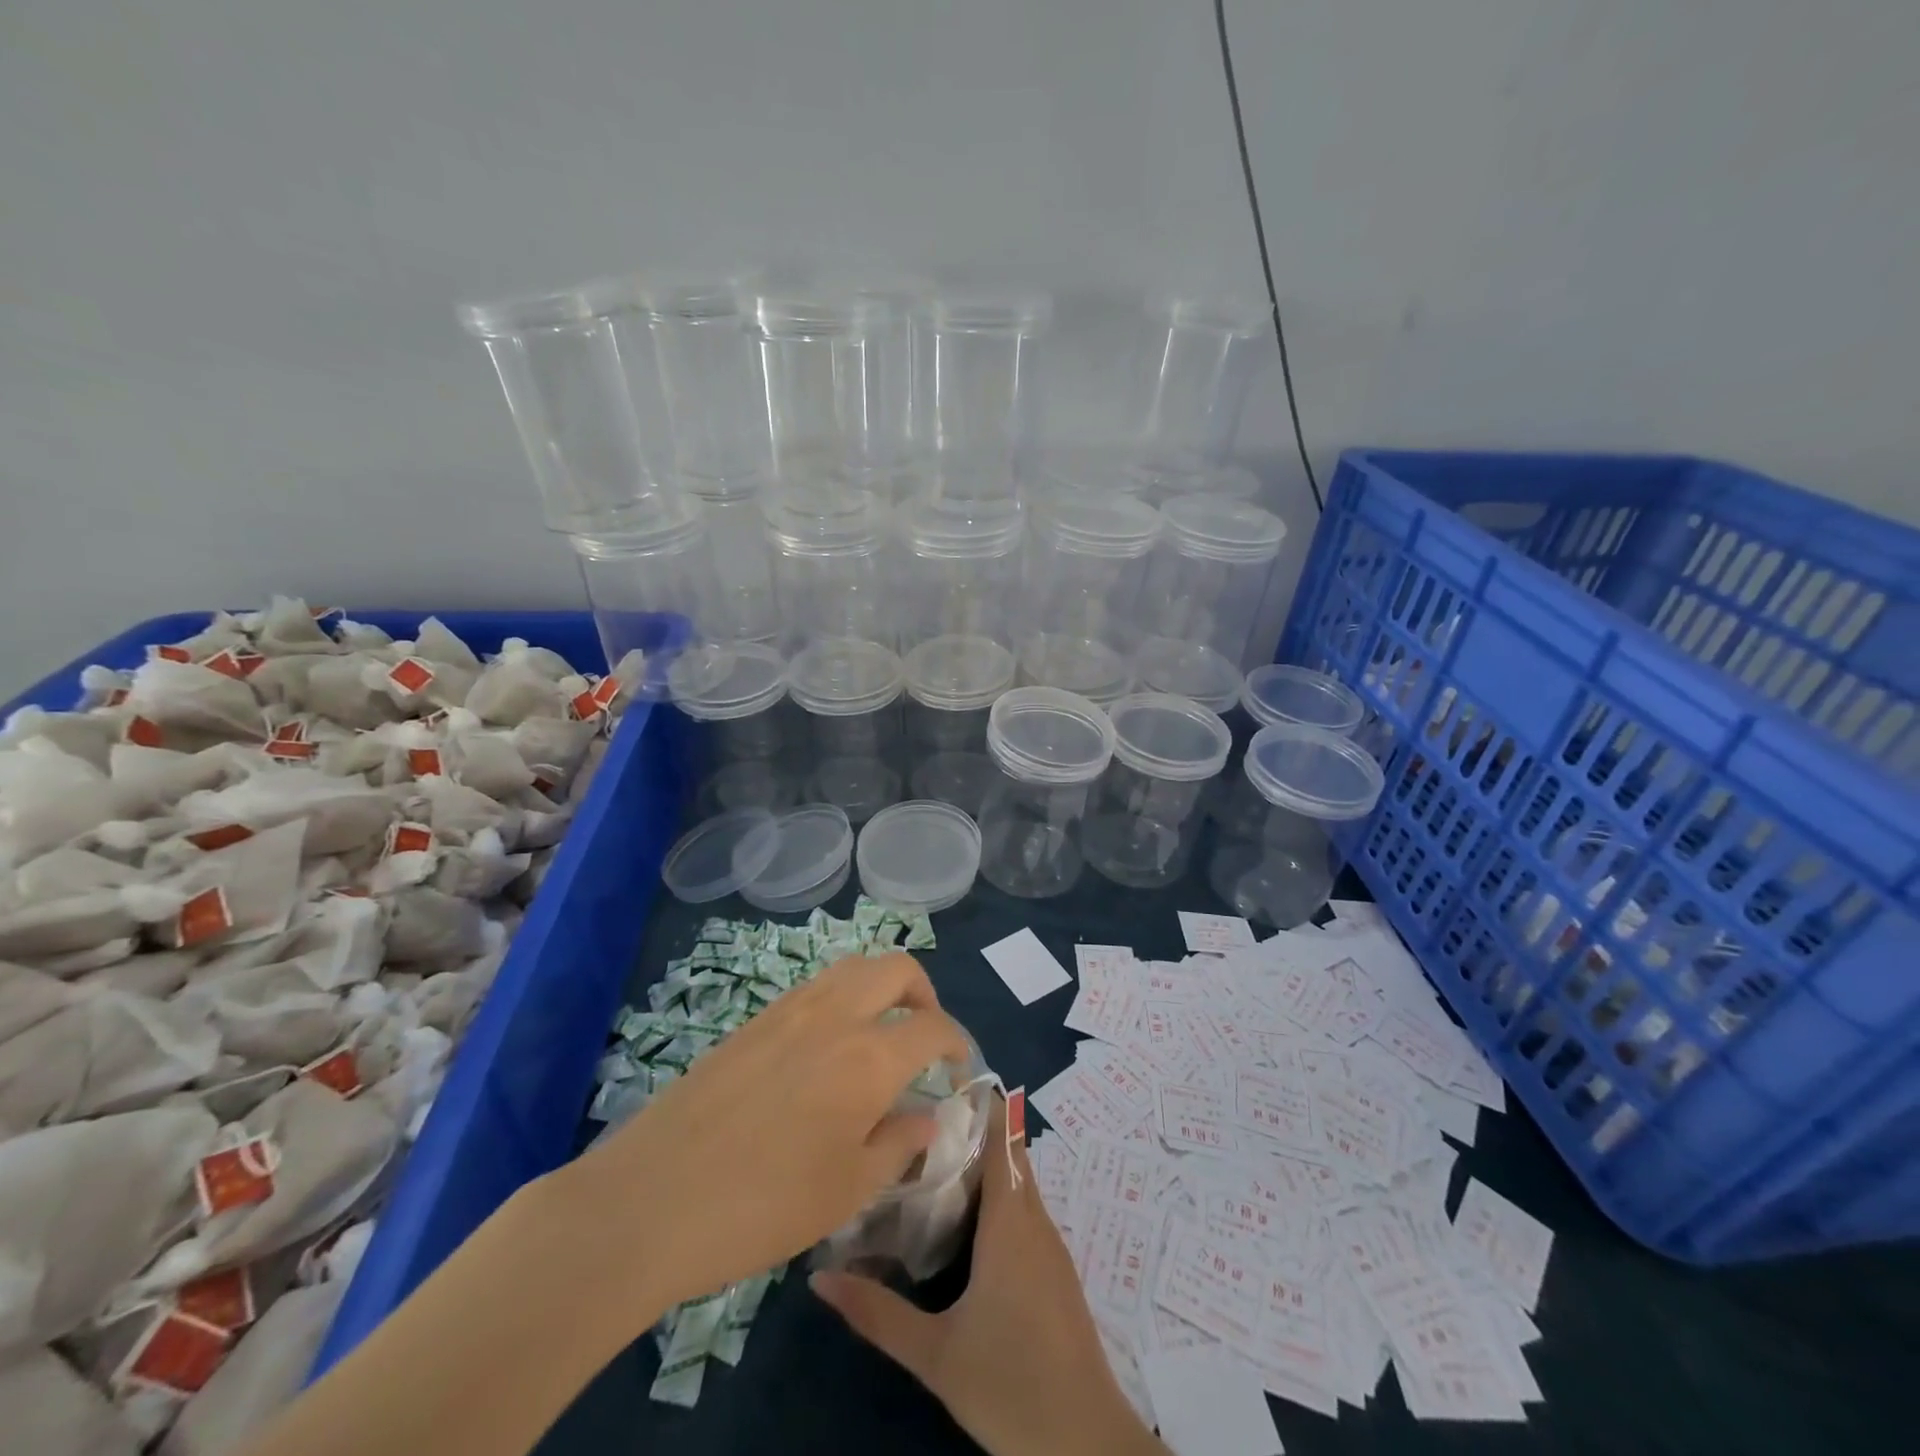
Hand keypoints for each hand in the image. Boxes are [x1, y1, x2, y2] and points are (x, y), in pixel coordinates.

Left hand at [557, 951, 968, 1313]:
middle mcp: (836, 1015)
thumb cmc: (762, 1206)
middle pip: (897, 968)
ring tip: (879, 1032)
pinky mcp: (755, 1018)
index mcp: (869, 1057)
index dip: (957, 1042)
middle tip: (924, 1033)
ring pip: (854, 966)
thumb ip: (898, 1144)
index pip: (934, 1026)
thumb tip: (926, 1117)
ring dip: (881, 986)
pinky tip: (828, 1046)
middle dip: (924, 993)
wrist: (651, 1199)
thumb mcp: (847, 1190)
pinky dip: (842, 996)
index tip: (958, 1068)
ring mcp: (791, 1009)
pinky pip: (816, 985)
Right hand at [811, 1098, 1167, 1455]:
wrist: (1085, 1442)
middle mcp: (1035, 1220)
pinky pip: (1025, 1210)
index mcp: (1011, 1221)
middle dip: (972, 1131)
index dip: (980, 1102)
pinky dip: (998, 1196)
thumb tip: (819, 1278)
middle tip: (919, 1120)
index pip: (1003, 1137)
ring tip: (932, 1157)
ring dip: (984, 1164)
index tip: (940, 1081)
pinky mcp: (1055, 1270)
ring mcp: (1051, 1245)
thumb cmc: (1010, 1383)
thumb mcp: (935, 1353)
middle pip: (1009, 1153)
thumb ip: (877, 1313)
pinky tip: (964, 1217)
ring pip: (1018, 1182)